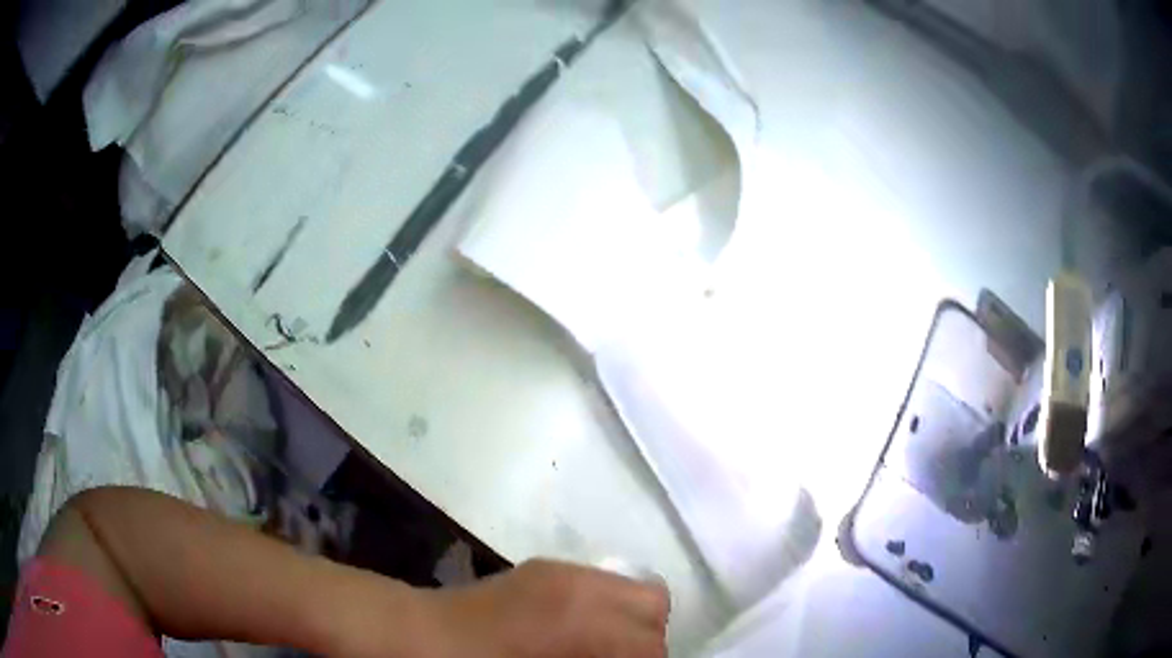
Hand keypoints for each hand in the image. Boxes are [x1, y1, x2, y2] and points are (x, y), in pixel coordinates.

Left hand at [418, 559, 669, 657]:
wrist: (420, 637)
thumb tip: (620, 656)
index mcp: (584, 621)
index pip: (652, 642)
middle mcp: (581, 585)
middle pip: (653, 605)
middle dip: (646, 640)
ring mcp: (562, 570)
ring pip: (631, 588)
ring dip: (628, 620)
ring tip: (602, 648)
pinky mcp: (545, 568)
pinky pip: (598, 583)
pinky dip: (603, 607)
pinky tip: (577, 631)